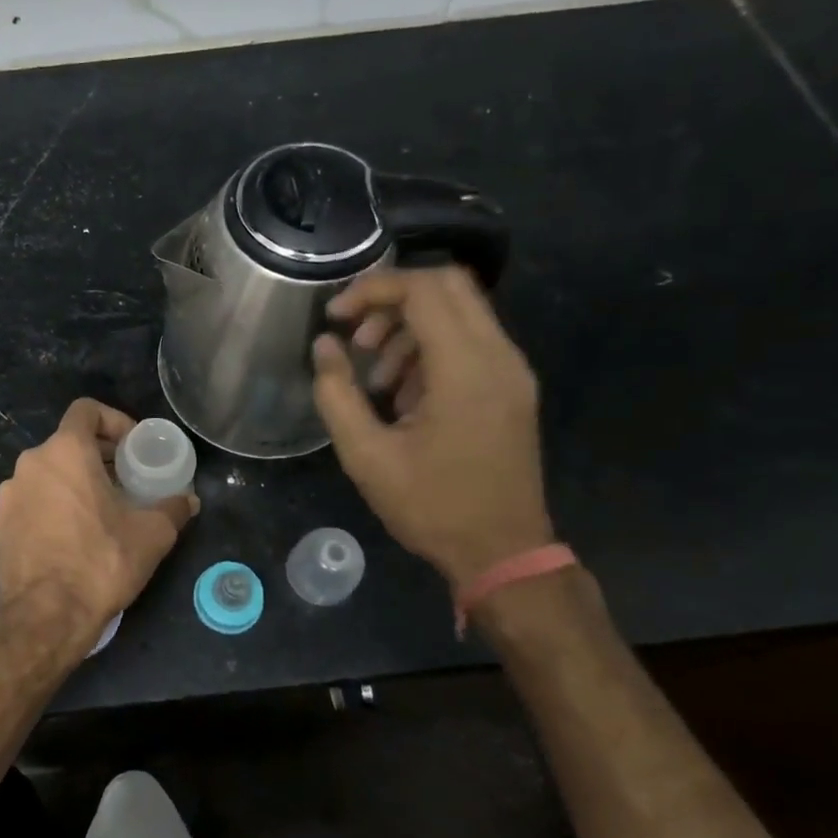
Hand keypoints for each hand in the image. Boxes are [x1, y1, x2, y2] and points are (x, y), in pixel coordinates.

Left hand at [0, 399, 199, 654]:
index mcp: (65, 451)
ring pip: (47, 474)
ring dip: (74, 482)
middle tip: (124, 481)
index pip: (86, 410)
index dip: (113, 421)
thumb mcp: (152, 534)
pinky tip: (72, 536)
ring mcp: (9, 494)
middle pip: (67, 443)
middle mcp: (31, 463)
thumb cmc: (102, 562)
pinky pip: (31, 501)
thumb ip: (173, 508)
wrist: (46, 616)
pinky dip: (52, 506)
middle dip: (98, 456)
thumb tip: (189, 499)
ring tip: (100, 511)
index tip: (132, 447)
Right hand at [313, 265, 553, 588]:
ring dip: (410, 327)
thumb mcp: (366, 456)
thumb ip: (337, 393)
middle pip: (449, 285)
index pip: (423, 290)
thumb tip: (324, 345)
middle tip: (357, 336)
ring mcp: (512, 371)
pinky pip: (471, 342)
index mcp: (466, 369)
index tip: (335, 317)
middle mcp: (499, 357)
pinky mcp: (512, 388)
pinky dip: (431, 348)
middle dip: (393, 299)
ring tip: (375, 377)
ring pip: (460, 312)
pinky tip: (403, 394)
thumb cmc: (432, 506)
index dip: (372, 290)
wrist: (503, 553)